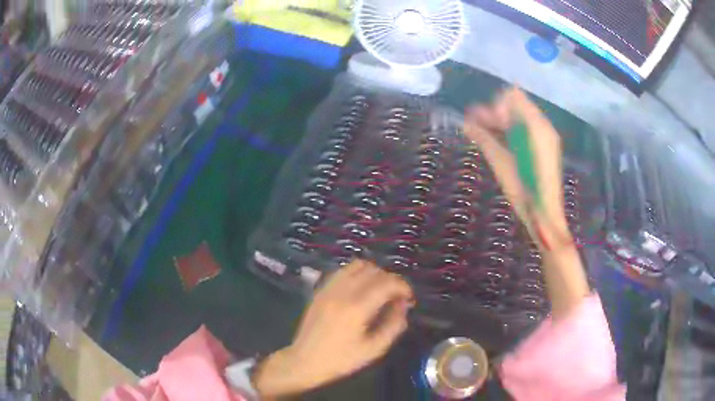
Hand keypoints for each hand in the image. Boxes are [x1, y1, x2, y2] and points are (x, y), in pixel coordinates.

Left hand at [254, 260, 413, 397]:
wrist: (304, 361)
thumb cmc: (341, 360)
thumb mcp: (373, 350)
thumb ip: (393, 326)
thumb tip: (403, 306)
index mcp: (357, 308)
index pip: (386, 283)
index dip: (403, 286)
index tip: (409, 298)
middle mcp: (342, 292)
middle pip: (373, 270)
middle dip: (390, 280)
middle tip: (396, 297)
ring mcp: (329, 289)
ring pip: (357, 265)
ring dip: (374, 273)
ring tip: (380, 290)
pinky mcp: (320, 290)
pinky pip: (342, 271)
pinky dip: (357, 274)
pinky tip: (361, 289)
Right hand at [464, 87, 588, 317]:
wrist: (546, 216)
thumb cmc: (524, 192)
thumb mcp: (501, 164)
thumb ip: (484, 138)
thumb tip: (465, 122)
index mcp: (536, 127)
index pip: (513, 96)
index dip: (496, 104)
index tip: (486, 122)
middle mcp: (544, 127)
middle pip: (517, 104)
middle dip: (496, 112)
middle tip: (476, 126)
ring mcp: (547, 137)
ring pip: (521, 116)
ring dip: (502, 121)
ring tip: (483, 133)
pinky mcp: (546, 147)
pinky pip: (526, 129)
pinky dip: (512, 130)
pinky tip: (499, 142)